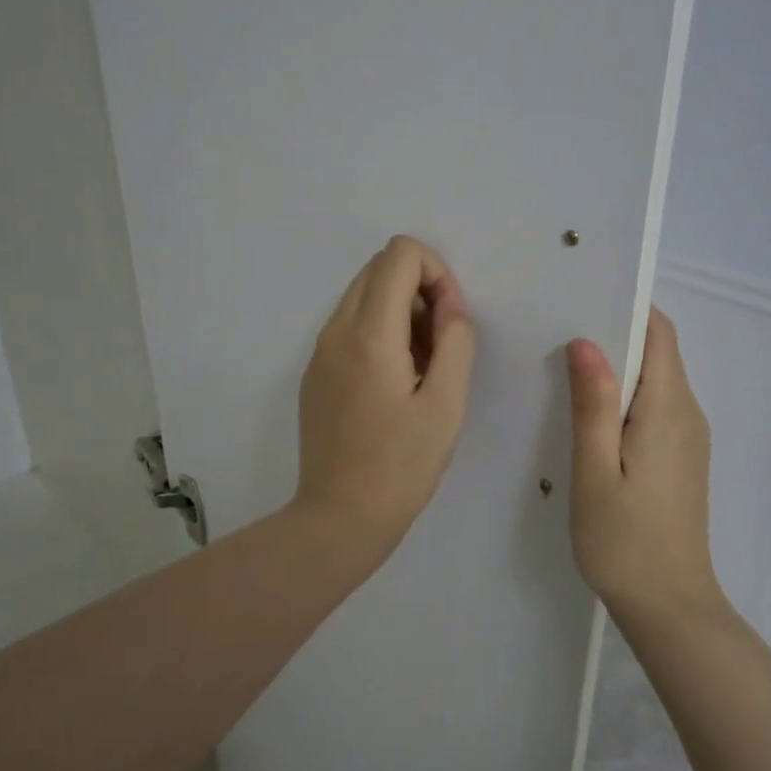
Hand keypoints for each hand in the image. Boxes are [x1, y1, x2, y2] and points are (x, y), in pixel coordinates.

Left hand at [295, 236, 477, 554]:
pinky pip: (349, 325)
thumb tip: (449, 303)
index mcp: (368, 332)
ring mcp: (319, 351)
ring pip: (363, 295)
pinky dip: (379, 332)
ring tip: (421, 368)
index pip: (399, 253)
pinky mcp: (315, 372)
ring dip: (400, 311)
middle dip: (419, 288)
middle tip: (440, 344)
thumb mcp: (447, 403)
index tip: (450, 321)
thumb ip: (456, 339)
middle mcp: (335, 329)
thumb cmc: (401, 465)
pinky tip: (394, 384)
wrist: (340, 517)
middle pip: (378, 267)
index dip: (436, 272)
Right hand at [566, 308, 720, 616]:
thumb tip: (586, 342)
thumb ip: (593, 404)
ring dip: (619, 366)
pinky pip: (656, 407)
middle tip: (560, 330)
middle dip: (616, 334)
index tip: (583, 299)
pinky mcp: (681, 458)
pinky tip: (590, 413)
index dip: (628, 308)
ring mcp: (688, 438)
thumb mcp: (595, 471)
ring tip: (566, 366)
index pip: (660, 334)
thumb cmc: (624, 541)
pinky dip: (626, 396)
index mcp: (668, 409)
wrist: (670, 606)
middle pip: (659, 352)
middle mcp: (687, 414)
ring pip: (656, 380)